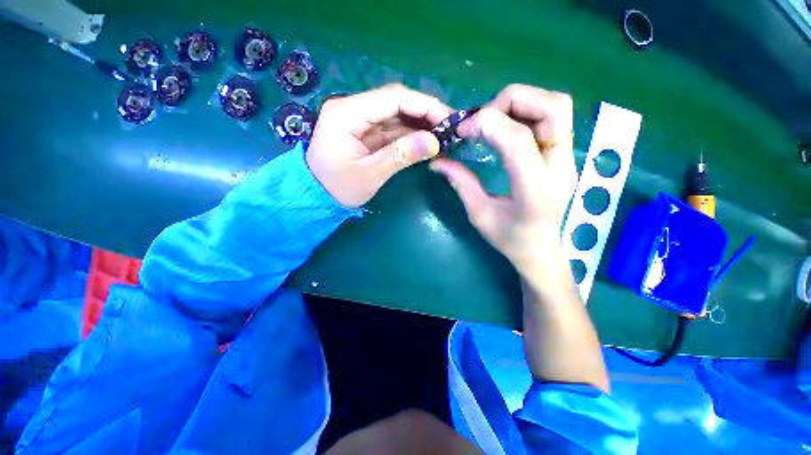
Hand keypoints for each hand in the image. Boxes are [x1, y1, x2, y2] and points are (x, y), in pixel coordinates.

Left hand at [307, 84, 451, 207]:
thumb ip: (401, 156)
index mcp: (347, 113)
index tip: (449, 119)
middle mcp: (351, 107)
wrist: (316, 196)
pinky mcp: (363, 129)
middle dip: (425, 113)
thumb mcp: (370, 175)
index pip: (393, 97)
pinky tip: (425, 140)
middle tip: (450, 128)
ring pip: (396, 113)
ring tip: (443, 135)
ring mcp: (358, 118)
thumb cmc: (338, 189)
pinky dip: (410, 133)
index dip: (424, 105)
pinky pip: (391, 126)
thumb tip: (434, 142)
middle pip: (396, 101)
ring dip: (420, 123)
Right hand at [429, 84, 576, 284]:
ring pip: (557, 105)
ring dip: (521, 102)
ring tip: (493, 120)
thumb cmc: (509, 239)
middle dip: (511, 101)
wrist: (541, 250)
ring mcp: (567, 158)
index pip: (519, 140)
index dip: (488, 124)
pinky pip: (553, 116)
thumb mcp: (479, 214)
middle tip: (482, 119)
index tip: (463, 130)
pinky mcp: (565, 154)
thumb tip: (438, 161)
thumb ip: (461, 183)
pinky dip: (526, 111)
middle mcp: (560, 168)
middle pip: (552, 107)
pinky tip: (505, 127)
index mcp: (535, 191)